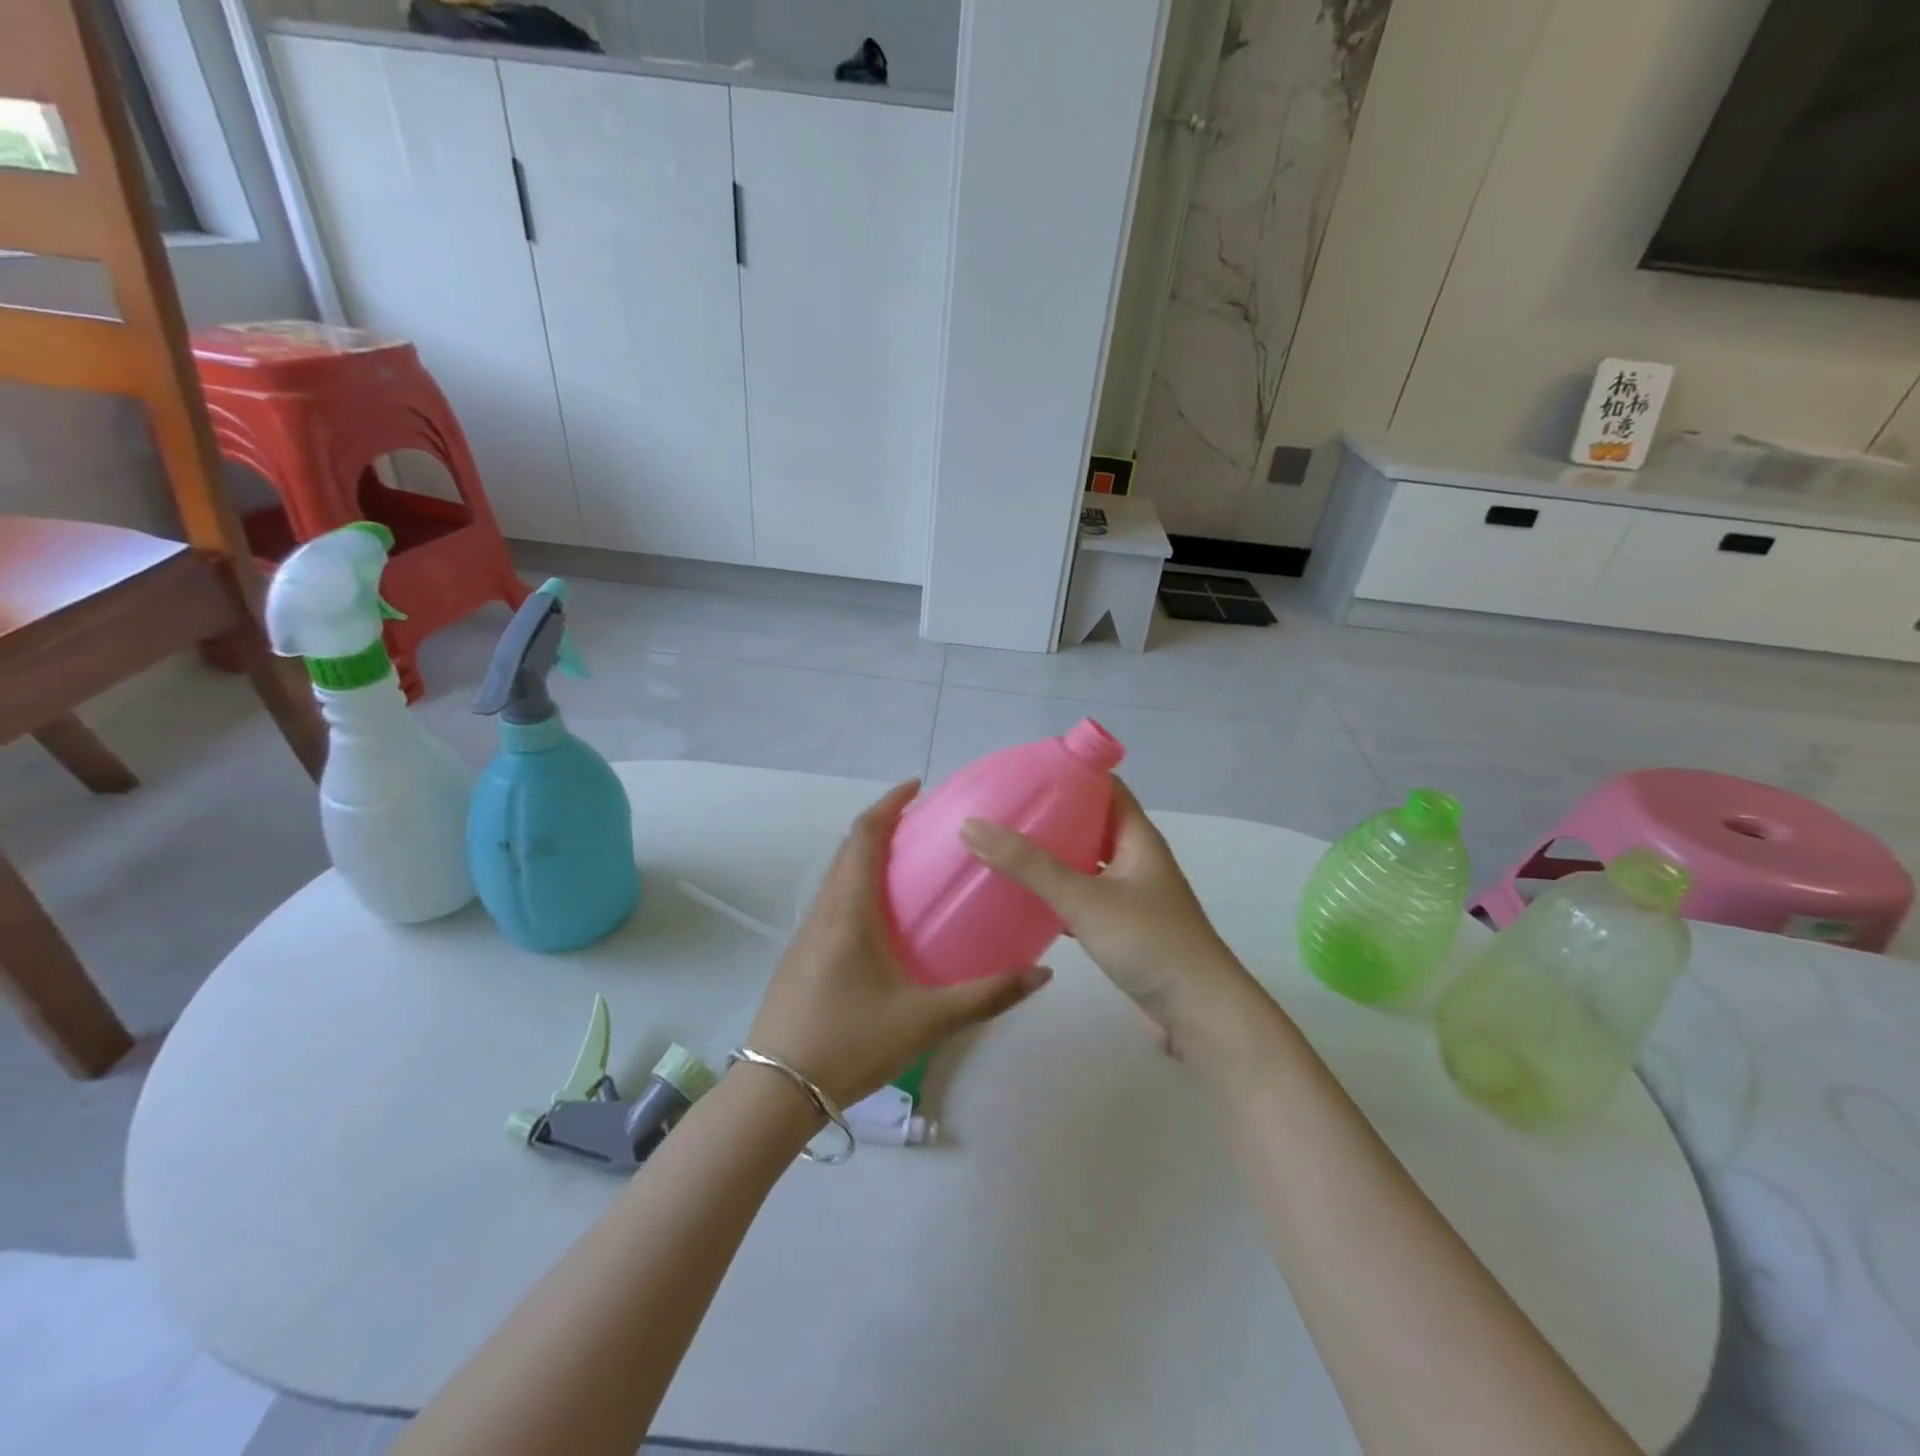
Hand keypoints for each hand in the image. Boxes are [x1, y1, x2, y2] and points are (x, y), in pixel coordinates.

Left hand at [746, 781, 1051, 1107]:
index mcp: (849, 911)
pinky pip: (832, 904)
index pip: (863, 836)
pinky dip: (858, 889)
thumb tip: (1041, 974)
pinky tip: (884, 922)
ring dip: (868, 859)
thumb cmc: (850, 1043)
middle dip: (882, 827)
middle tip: (924, 826)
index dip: (888, 804)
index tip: (916, 786)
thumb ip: (987, 996)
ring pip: (837, 878)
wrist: (775, 1092)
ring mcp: (806, 936)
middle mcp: (823, 912)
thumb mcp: (926, 1021)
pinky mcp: (801, 958)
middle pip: (848, 850)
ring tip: (910, 866)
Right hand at [960, 780, 1263, 1059]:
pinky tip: (1024, 900)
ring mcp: (1131, 894)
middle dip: (1052, 815)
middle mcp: (1136, 858)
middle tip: (1004, 811)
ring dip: (1052, 856)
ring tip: (1005, 849)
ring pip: (1086, 863)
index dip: (1070, 773)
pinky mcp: (1123, 927)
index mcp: (1137, 837)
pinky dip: (1057, 893)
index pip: (1105, 785)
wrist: (1198, 1013)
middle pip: (1091, 823)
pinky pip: (1083, 897)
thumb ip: (1029, 865)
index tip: (1025, 772)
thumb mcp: (1083, 898)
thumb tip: (972, 826)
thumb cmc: (1149, 942)